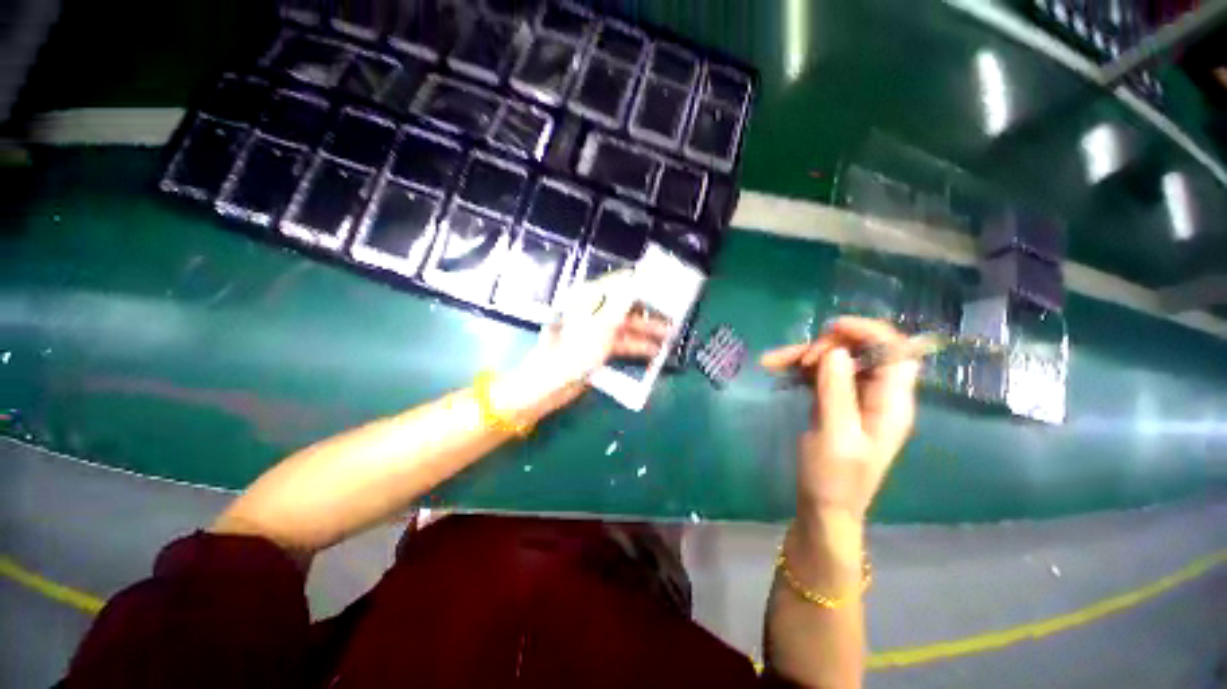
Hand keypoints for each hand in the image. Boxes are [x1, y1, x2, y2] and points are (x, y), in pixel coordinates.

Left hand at [495, 271, 670, 418]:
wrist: (551, 383)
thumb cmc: (574, 350)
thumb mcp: (601, 324)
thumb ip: (622, 302)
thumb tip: (637, 278)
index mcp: (590, 298)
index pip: (620, 284)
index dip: (642, 284)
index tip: (665, 287)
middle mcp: (594, 310)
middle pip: (626, 306)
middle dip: (649, 312)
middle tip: (672, 317)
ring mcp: (597, 330)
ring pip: (626, 326)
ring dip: (646, 332)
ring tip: (668, 338)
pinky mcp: (599, 348)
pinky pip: (621, 343)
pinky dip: (636, 346)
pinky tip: (653, 353)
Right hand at [761, 317, 919, 522]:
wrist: (823, 506)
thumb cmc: (834, 477)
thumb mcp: (836, 435)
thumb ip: (838, 391)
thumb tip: (836, 351)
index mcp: (892, 403)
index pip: (895, 352)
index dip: (869, 332)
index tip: (832, 328)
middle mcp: (878, 394)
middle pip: (862, 350)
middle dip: (829, 345)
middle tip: (800, 359)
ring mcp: (855, 397)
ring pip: (835, 359)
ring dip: (805, 355)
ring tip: (773, 361)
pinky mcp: (834, 400)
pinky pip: (819, 372)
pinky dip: (798, 367)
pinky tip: (776, 368)